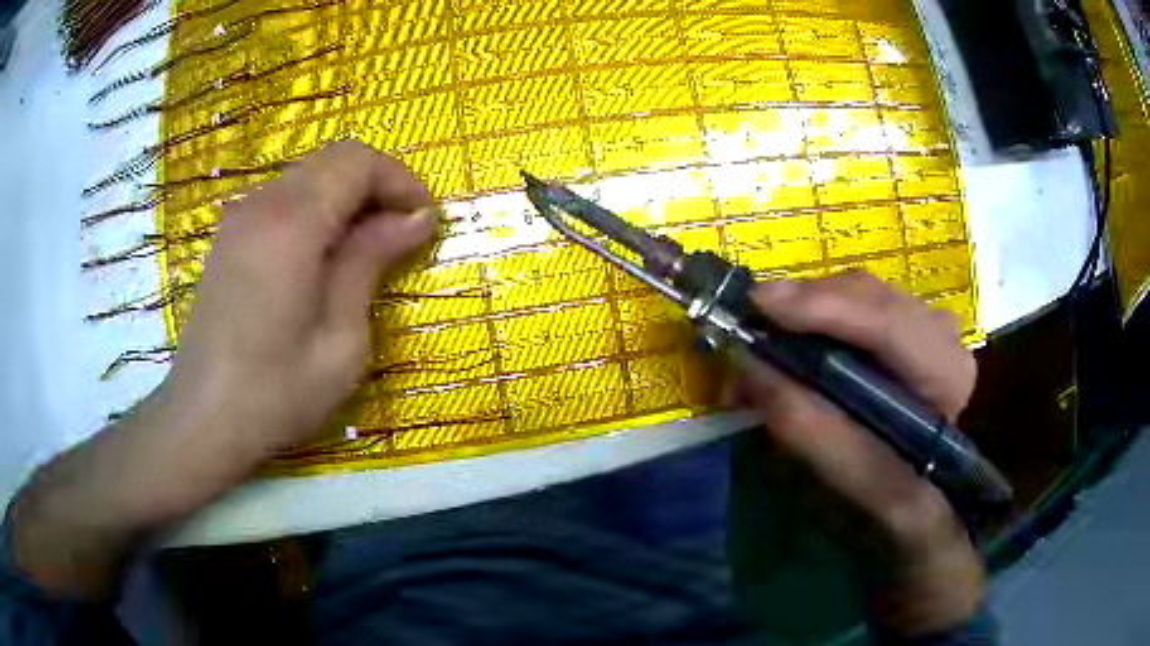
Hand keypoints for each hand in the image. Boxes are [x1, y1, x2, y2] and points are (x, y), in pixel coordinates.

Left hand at [168, 140, 437, 453]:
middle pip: (332, 159)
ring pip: (307, 175)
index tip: (424, 221)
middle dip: (376, 184)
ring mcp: (239, 219)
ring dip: (345, 197)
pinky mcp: (228, 239)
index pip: (357, 161)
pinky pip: (281, 199)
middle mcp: (262, 205)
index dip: (399, 180)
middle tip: (400, 233)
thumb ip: (371, 262)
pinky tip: (320, 257)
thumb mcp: (341, 339)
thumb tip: (416, 218)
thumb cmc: (277, 393)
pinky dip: (315, 210)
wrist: (204, 420)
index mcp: (292, 223)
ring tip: (365, 248)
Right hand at [732, 272, 983, 636]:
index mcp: (945, 375)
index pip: (888, 325)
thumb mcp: (849, 476)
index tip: (758, 306)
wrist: (919, 497)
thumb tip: (745, 364)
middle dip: (804, 304)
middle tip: (749, 324)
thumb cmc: (890, 498)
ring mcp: (926, 321)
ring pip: (859, 291)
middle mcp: (942, 334)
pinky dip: (819, 313)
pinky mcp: (907, 323)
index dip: (822, 309)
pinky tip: (794, 333)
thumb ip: (804, 424)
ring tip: (765, 335)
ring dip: (807, 308)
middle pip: (868, 294)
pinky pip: (857, 301)